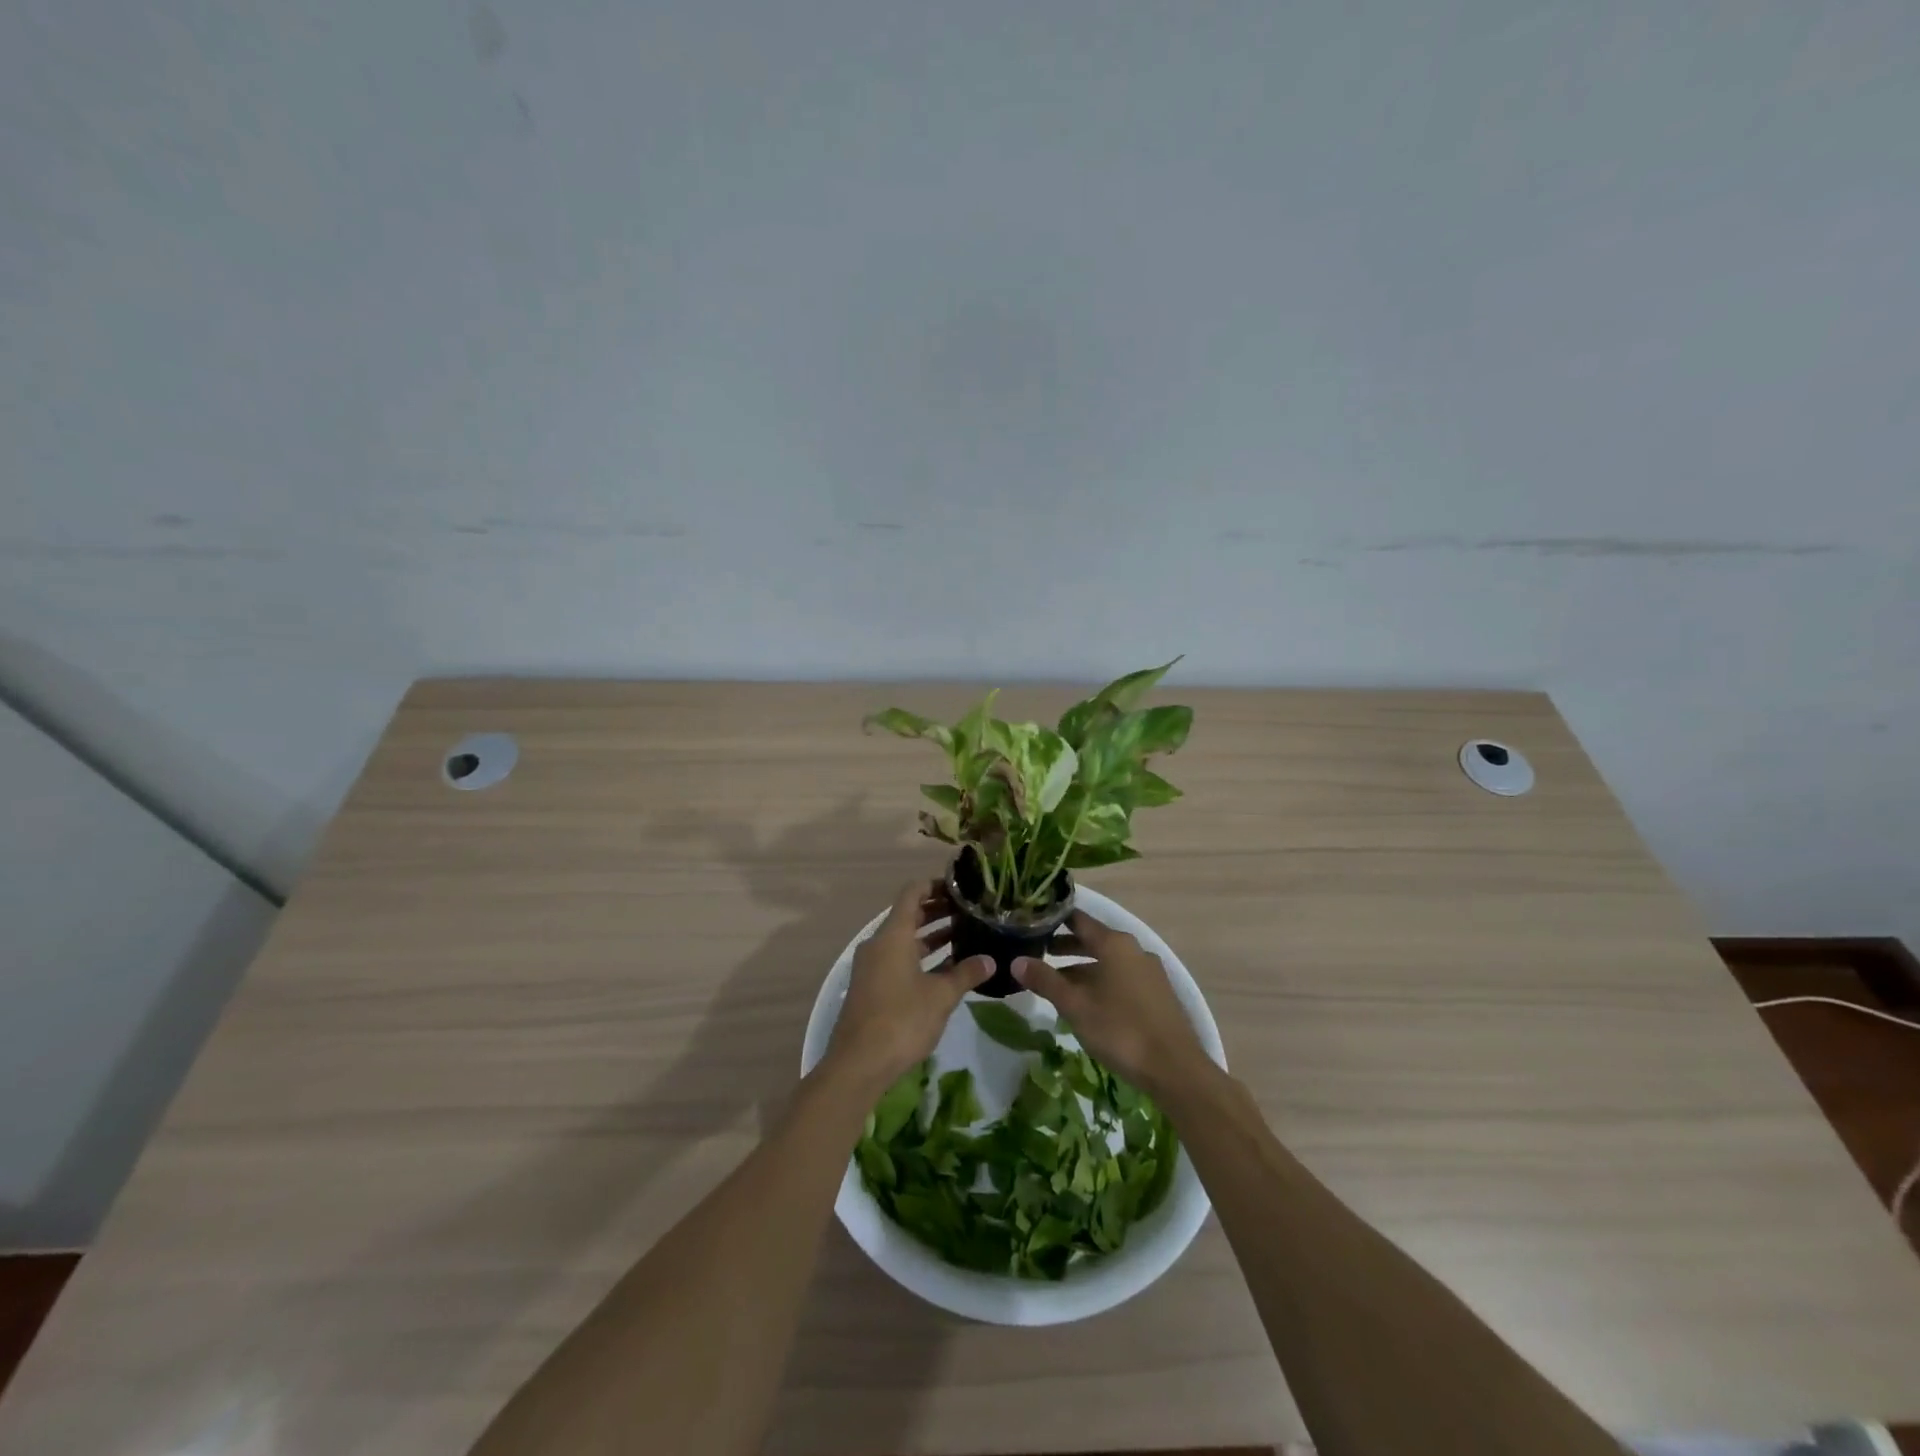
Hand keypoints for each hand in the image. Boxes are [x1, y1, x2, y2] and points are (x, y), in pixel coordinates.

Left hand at [826, 880, 991, 1092]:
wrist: (858, 1064)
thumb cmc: (901, 1020)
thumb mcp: (941, 996)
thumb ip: (966, 974)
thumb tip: (991, 960)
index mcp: (892, 935)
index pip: (912, 893)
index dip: (935, 885)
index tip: (961, 888)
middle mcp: (879, 944)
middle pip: (909, 915)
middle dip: (938, 911)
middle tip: (970, 912)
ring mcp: (873, 966)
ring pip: (905, 940)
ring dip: (932, 936)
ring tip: (965, 936)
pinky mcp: (872, 987)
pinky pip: (899, 960)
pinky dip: (921, 957)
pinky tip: (947, 970)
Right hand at [1012, 911, 1208, 1096]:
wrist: (1175, 1069)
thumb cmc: (1120, 1029)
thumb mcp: (1075, 1005)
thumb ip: (1045, 980)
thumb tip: (1016, 961)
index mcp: (1114, 943)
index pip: (1078, 919)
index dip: (1053, 920)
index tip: (1031, 923)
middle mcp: (1133, 949)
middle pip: (1093, 940)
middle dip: (1065, 948)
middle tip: (1037, 955)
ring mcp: (1149, 971)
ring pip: (1108, 961)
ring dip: (1082, 969)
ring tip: (1057, 984)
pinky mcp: (1158, 994)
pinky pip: (1122, 978)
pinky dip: (1101, 982)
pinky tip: (1088, 1004)